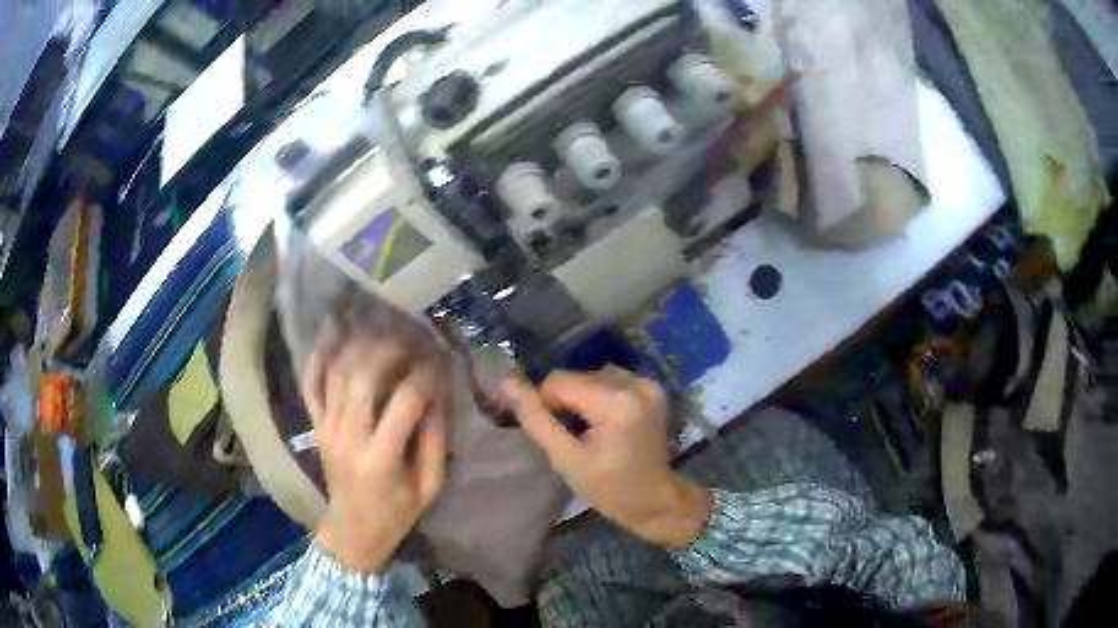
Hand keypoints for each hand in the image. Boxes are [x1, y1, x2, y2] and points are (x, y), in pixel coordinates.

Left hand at [304, 335, 448, 572]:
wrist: (352, 531)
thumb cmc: (396, 513)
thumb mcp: (429, 486)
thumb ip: (436, 440)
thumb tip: (440, 393)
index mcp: (380, 458)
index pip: (404, 401)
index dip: (425, 375)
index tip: (440, 360)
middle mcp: (348, 436)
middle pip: (363, 377)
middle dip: (390, 349)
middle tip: (412, 336)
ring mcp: (326, 428)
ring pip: (337, 374)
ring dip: (358, 344)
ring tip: (380, 325)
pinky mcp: (316, 426)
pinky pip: (311, 385)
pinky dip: (318, 357)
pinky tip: (331, 332)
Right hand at [502, 367, 710, 548]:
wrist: (654, 500)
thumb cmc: (608, 487)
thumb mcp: (566, 458)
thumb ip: (536, 419)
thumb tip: (508, 383)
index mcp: (616, 402)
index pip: (560, 381)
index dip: (546, 402)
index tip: (552, 432)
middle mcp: (635, 384)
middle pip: (579, 376)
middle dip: (566, 401)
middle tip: (570, 435)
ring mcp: (648, 385)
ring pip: (594, 375)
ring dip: (583, 396)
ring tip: (587, 429)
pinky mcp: (653, 389)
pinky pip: (613, 380)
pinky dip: (601, 395)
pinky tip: (603, 421)